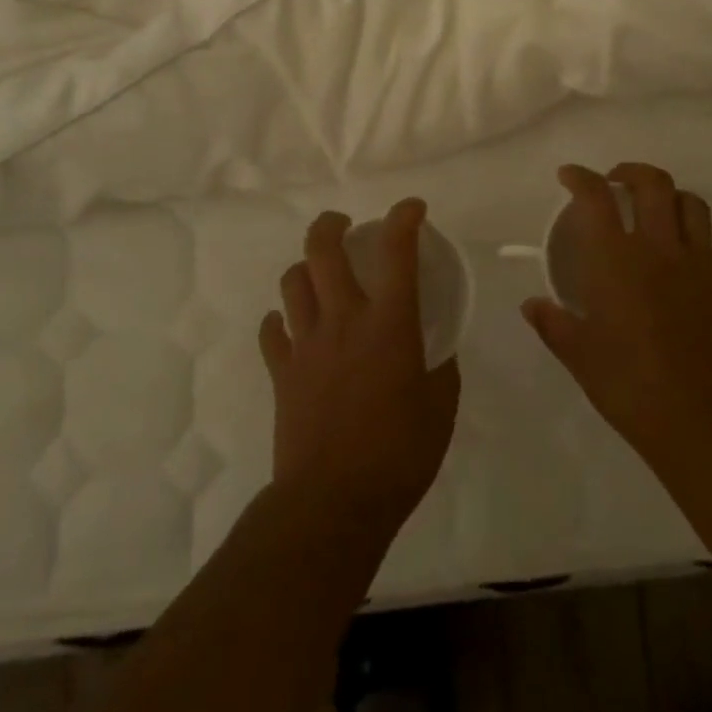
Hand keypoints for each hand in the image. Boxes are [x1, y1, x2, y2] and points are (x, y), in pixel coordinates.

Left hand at [258, 199, 460, 538]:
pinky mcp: (281, 371)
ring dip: (306, 268)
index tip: (412, 208)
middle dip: (331, 224)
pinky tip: (293, 328)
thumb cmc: (399, 454)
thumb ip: (438, 367)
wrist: (333, 503)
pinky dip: (281, 320)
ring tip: (319, 276)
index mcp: (389, 323)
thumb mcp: (440, 408)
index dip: (404, 218)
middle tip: (343, 225)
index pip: (397, 251)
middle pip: (322, 249)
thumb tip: (432, 348)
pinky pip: (272, 330)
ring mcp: (305, 343)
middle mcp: (343, 319)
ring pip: (292, 281)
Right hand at [522, 164, 711, 473]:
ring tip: (651, 209)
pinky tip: (677, 257)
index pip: (596, 197)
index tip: (568, 176)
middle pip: (652, 183)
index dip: (580, 177)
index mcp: (616, 260)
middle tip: (613, 183)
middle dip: (629, 172)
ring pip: (689, 202)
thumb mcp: (579, 356)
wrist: (702, 419)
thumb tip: (532, 304)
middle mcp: (658, 248)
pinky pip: (708, 239)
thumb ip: (553, 323)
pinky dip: (689, 233)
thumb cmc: (630, 385)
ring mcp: (696, 262)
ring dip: (667, 195)